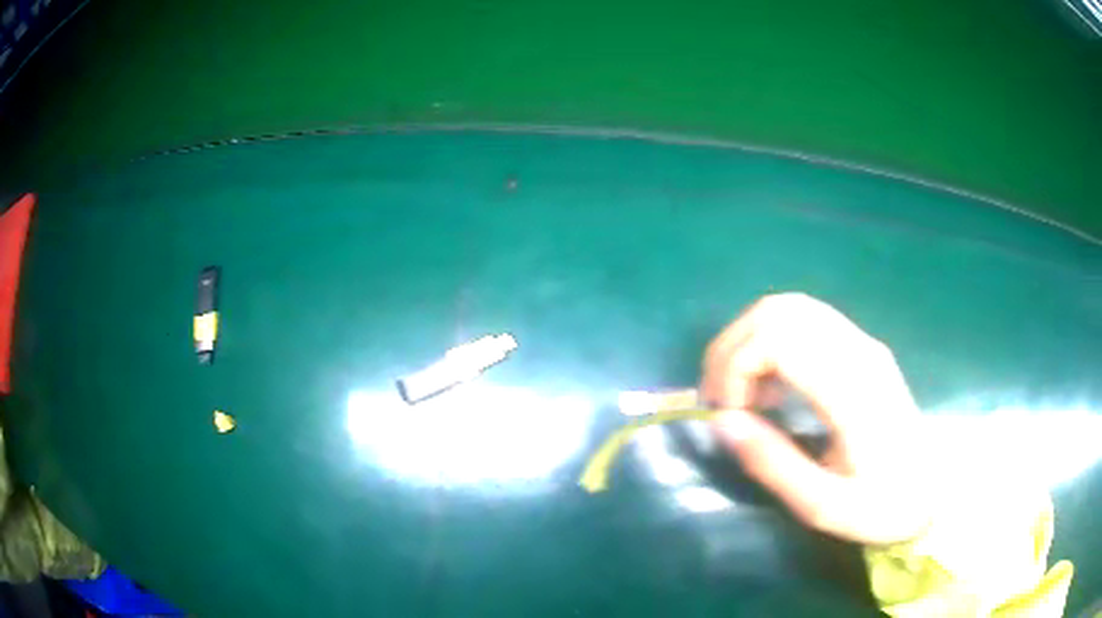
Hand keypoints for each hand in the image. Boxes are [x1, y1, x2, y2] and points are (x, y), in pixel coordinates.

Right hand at [702, 293, 930, 544]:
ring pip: (789, 307)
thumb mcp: (824, 505)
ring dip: (750, 342)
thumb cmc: (883, 505)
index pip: (778, 338)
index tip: (726, 415)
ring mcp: (862, 342)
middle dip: (732, 349)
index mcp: (852, 388)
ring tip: (743, 394)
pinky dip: (772, 343)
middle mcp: (857, 350)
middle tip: (720, 400)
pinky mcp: (861, 347)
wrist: (934, 490)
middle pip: (778, 310)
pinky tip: (773, 386)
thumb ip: (773, 464)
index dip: (735, 367)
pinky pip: (804, 321)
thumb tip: (723, 422)